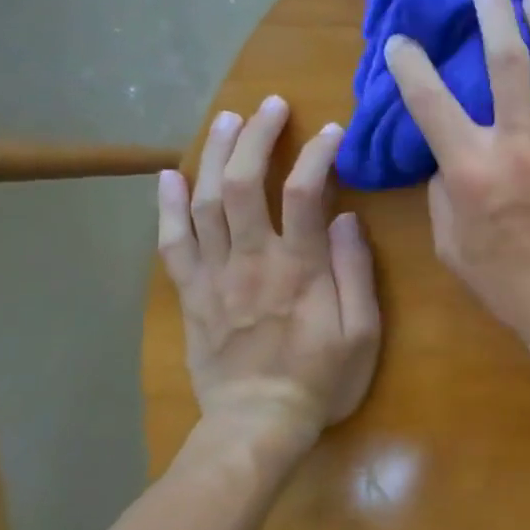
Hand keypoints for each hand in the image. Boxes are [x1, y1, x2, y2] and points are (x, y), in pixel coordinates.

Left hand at [157, 96, 381, 458]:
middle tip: (269, 105)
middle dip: (257, 137)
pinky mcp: (191, 293)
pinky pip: (171, 242)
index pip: (305, 193)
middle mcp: (252, 260)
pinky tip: (168, 175)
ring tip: (225, 120)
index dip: (317, 154)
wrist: (258, 424)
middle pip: (245, 184)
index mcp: (300, 268)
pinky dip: (167, 205)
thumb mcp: (362, 332)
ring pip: (205, 202)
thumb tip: (347, 218)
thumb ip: (356, 272)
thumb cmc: (322, 379)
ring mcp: (215, 275)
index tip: (331, 130)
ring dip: (214, 155)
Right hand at [384, 0, 529, 352]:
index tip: (401, 42)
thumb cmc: (508, 283)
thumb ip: (442, 192)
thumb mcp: (452, 245)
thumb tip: (446, 156)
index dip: (409, 63)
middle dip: (491, 10)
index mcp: (470, 167)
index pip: (428, 100)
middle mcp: (518, 143)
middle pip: (504, 59)